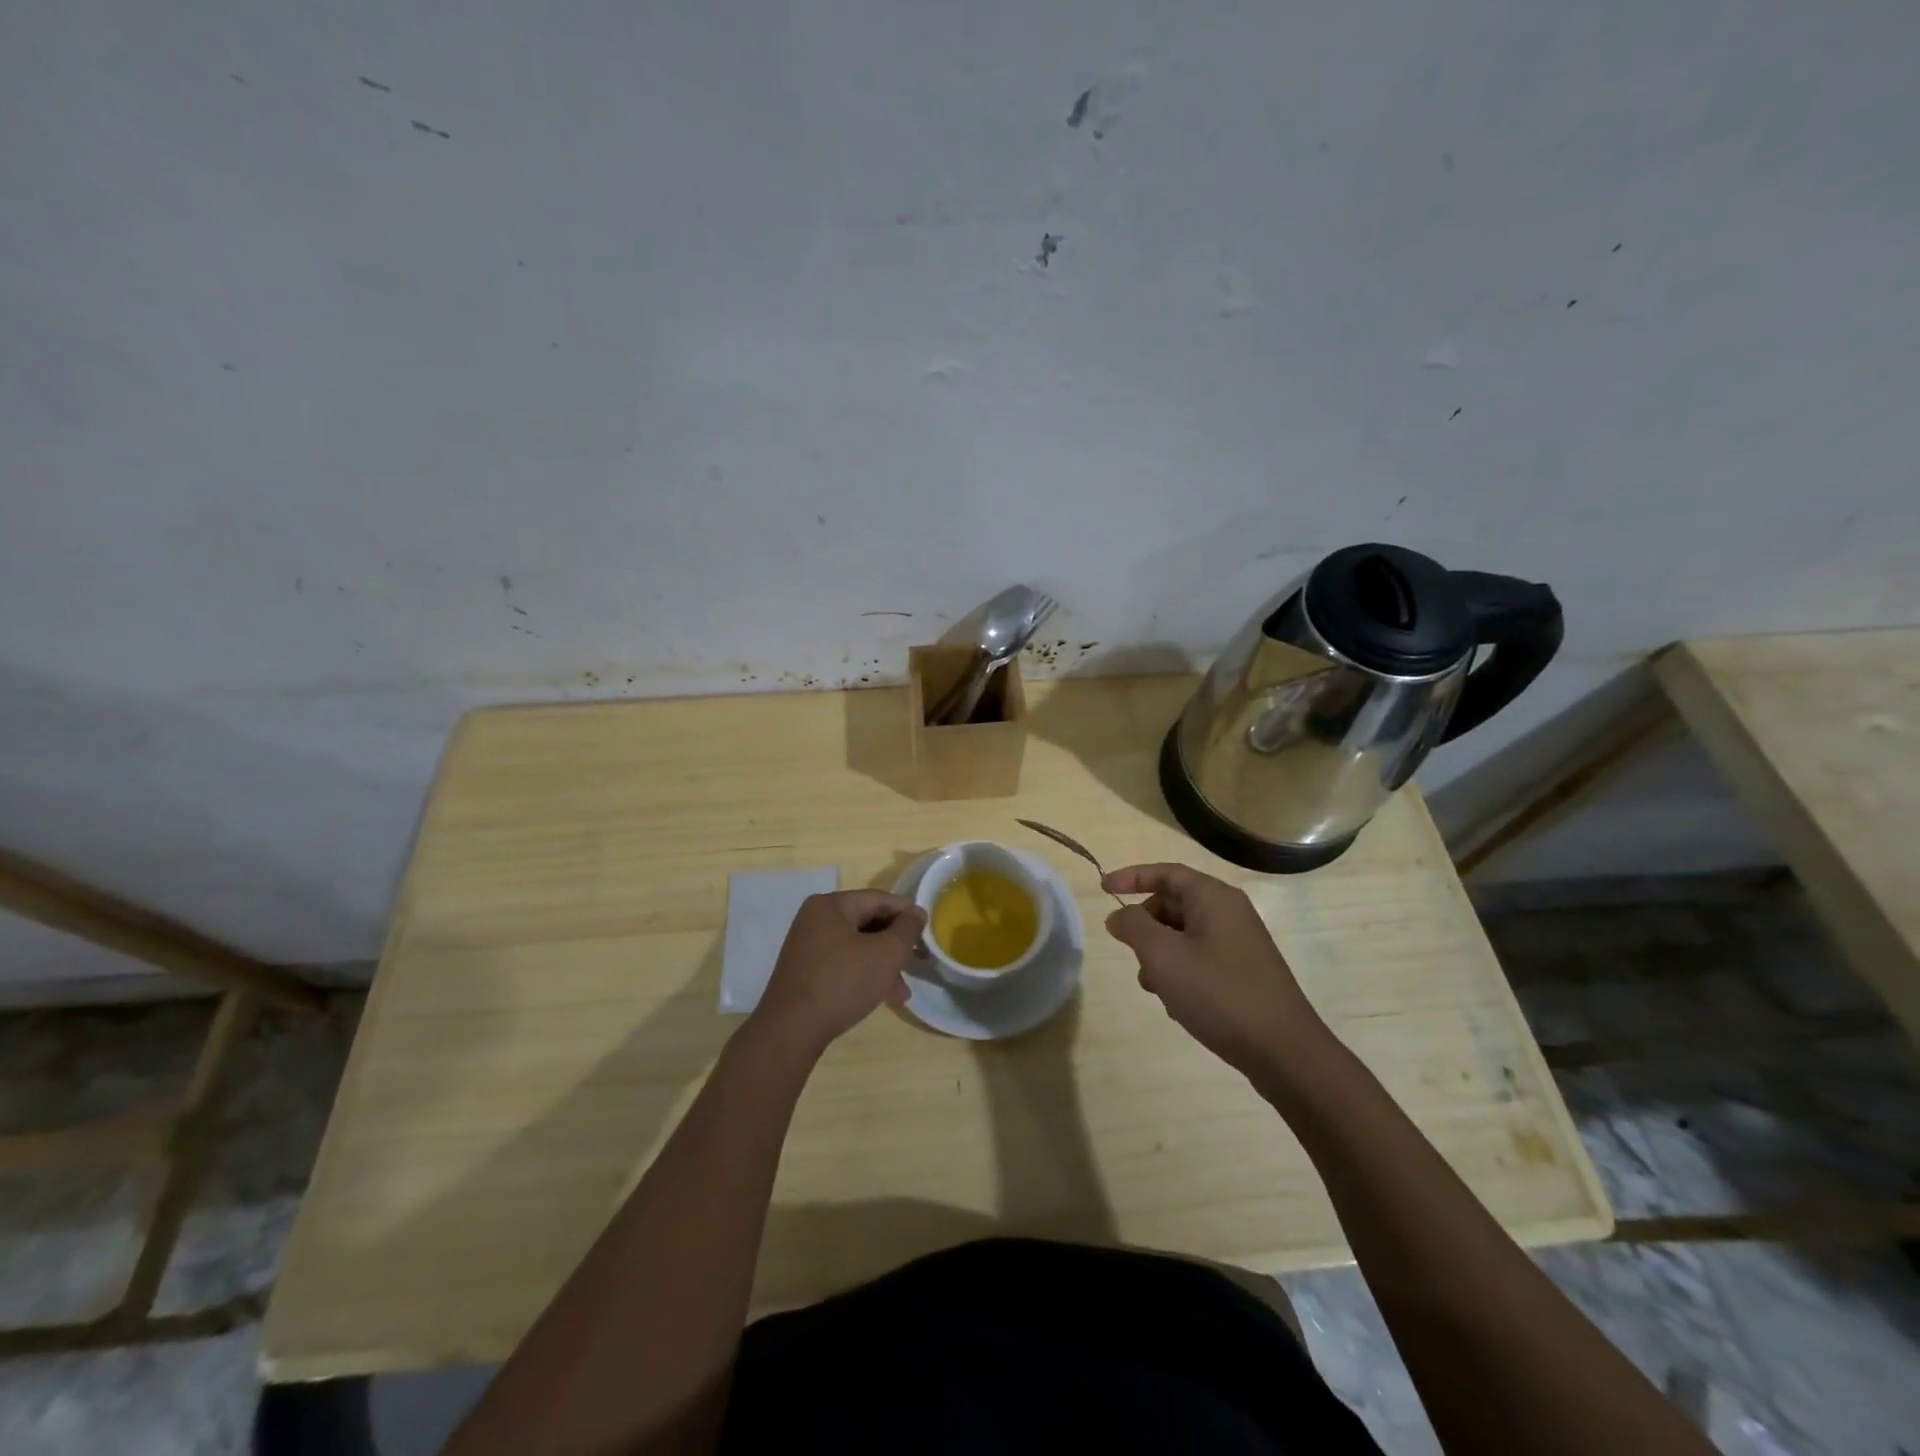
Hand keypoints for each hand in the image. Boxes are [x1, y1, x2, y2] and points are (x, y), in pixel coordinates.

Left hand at [748, 890, 925, 1055]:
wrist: (790, 1030)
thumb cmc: (842, 982)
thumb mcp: (885, 954)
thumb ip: (906, 930)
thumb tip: (917, 912)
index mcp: (831, 905)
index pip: (878, 899)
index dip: (906, 912)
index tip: (928, 929)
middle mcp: (815, 919)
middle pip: (867, 922)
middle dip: (894, 944)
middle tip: (918, 961)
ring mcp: (807, 946)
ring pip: (856, 946)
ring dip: (882, 964)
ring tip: (903, 990)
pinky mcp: (805, 971)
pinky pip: (842, 962)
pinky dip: (863, 973)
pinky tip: (880, 996)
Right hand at [1102, 862, 1325, 1076]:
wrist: (1283, 1052)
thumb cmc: (1218, 993)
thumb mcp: (1164, 956)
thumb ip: (1134, 927)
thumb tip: (1119, 915)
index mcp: (1214, 898)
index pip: (1166, 873)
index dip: (1131, 877)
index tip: (1103, 888)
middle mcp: (1230, 913)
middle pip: (1174, 904)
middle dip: (1146, 926)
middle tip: (1132, 952)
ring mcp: (1239, 943)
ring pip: (1184, 935)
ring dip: (1160, 955)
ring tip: (1155, 986)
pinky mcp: (1244, 972)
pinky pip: (1200, 958)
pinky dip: (1181, 972)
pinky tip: (1177, 1003)